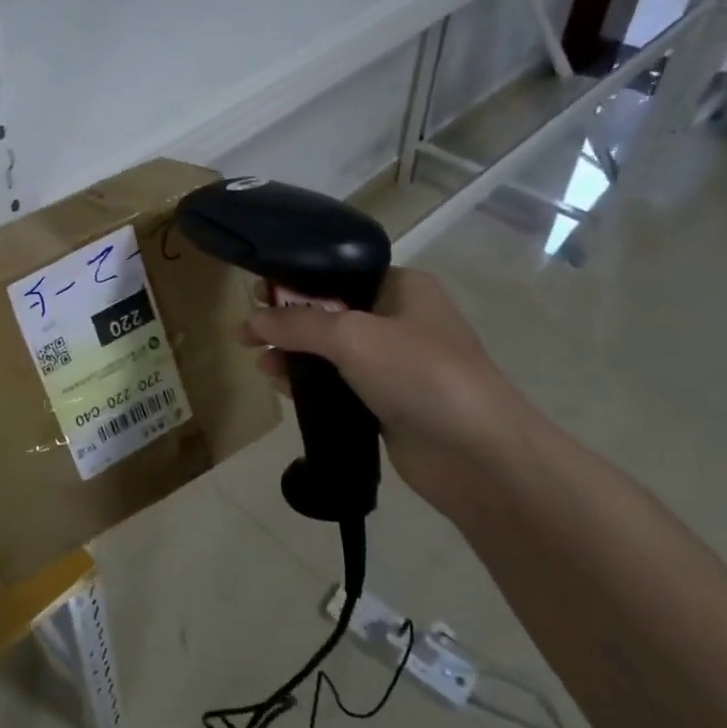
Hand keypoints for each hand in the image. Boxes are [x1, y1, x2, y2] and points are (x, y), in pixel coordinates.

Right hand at [239, 269, 535, 526]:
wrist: (479, 454)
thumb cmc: (420, 374)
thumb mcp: (352, 336)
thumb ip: (297, 323)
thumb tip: (251, 320)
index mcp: (402, 288)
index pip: (337, 273)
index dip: (294, 280)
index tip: (256, 293)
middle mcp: (399, 319)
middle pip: (329, 312)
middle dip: (287, 320)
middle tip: (247, 332)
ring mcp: (395, 364)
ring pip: (330, 350)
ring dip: (293, 353)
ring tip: (260, 362)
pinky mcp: (387, 402)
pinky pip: (338, 384)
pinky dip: (309, 382)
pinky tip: (281, 385)